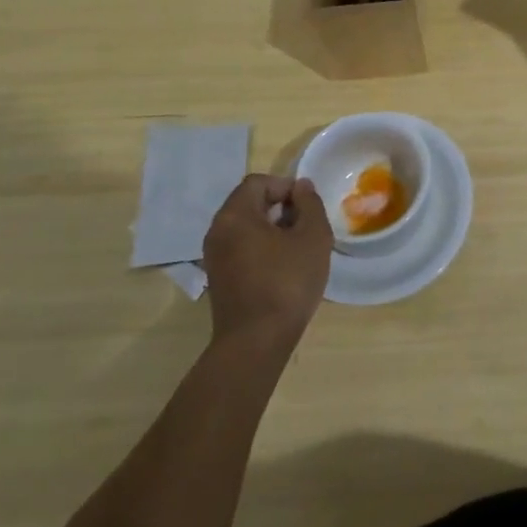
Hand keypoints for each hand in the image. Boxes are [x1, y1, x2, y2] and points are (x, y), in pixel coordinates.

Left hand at [202, 174, 331, 350]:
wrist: (256, 343)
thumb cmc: (287, 283)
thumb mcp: (313, 237)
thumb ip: (310, 204)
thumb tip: (301, 187)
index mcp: (234, 215)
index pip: (258, 182)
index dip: (286, 187)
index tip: (308, 207)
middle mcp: (217, 231)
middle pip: (250, 203)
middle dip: (281, 208)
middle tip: (306, 227)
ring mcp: (214, 257)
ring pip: (246, 227)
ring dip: (273, 230)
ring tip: (298, 248)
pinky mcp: (219, 279)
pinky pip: (241, 248)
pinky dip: (262, 249)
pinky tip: (283, 269)